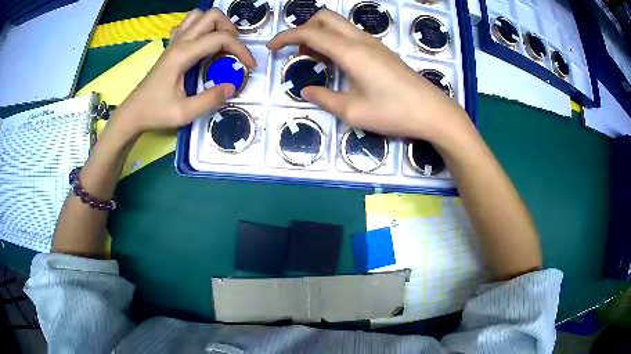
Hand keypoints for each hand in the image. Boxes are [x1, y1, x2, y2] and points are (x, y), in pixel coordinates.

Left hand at [112, 9, 256, 134]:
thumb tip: (232, 86)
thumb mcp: (184, 113)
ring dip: (215, 24)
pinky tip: (201, 42)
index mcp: (183, 54)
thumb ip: (210, 100)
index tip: (250, 66)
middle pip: (212, 16)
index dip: (241, 49)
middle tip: (234, 50)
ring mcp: (173, 41)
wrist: (132, 113)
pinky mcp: (170, 46)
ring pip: (199, 16)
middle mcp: (179, 41)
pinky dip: (200, 27)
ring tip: (220, 43)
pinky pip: (187, 24)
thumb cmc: (155, 113)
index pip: (220, 38)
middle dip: (230, 29)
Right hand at [267, 10, 469, 141]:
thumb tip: (306, 91)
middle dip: (304, 28)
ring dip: (320, 34)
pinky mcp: (381, 50)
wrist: (433, 112)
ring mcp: (373, 43)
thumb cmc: (394, 113)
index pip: (310, 34)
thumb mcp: (353, 112)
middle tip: (296, 52)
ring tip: (312, 60)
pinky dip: (335, 41)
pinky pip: (351, 35)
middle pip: (325, 17)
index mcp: (351, 52)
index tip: (272, 48)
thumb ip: (325, 99)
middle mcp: (361, 40)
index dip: (286, 37)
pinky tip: (335, 62)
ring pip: (338, 24)